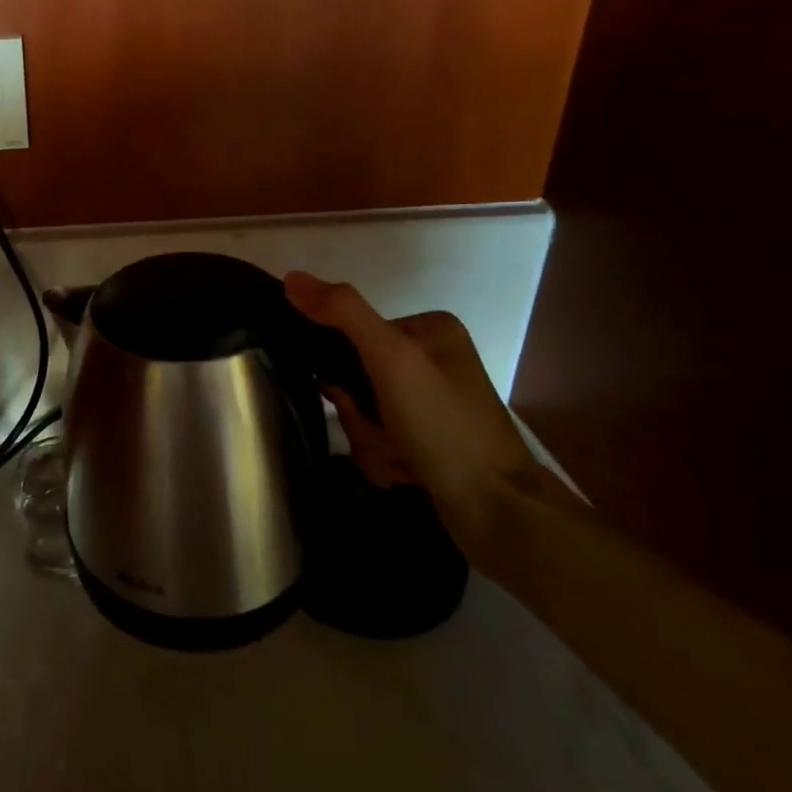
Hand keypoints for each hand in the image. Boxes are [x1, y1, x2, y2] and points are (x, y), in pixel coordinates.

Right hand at [284, 271, 542, 554]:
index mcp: (429, 328)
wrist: (499, 514)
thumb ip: (342, 313)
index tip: (352, 398)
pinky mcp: (429, 439)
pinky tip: (406, 473)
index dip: (340, 370)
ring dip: (369, 440)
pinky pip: (379, 439)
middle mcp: (431, 359)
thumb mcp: (392, 359)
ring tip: (399, 462)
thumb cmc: (445, 426)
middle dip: (358, 413)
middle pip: (356, 377)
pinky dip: (383, 458)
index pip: (352, 334)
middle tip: (382, 434)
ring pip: (363, 412)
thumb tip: (291, 277)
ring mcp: (431, 402)